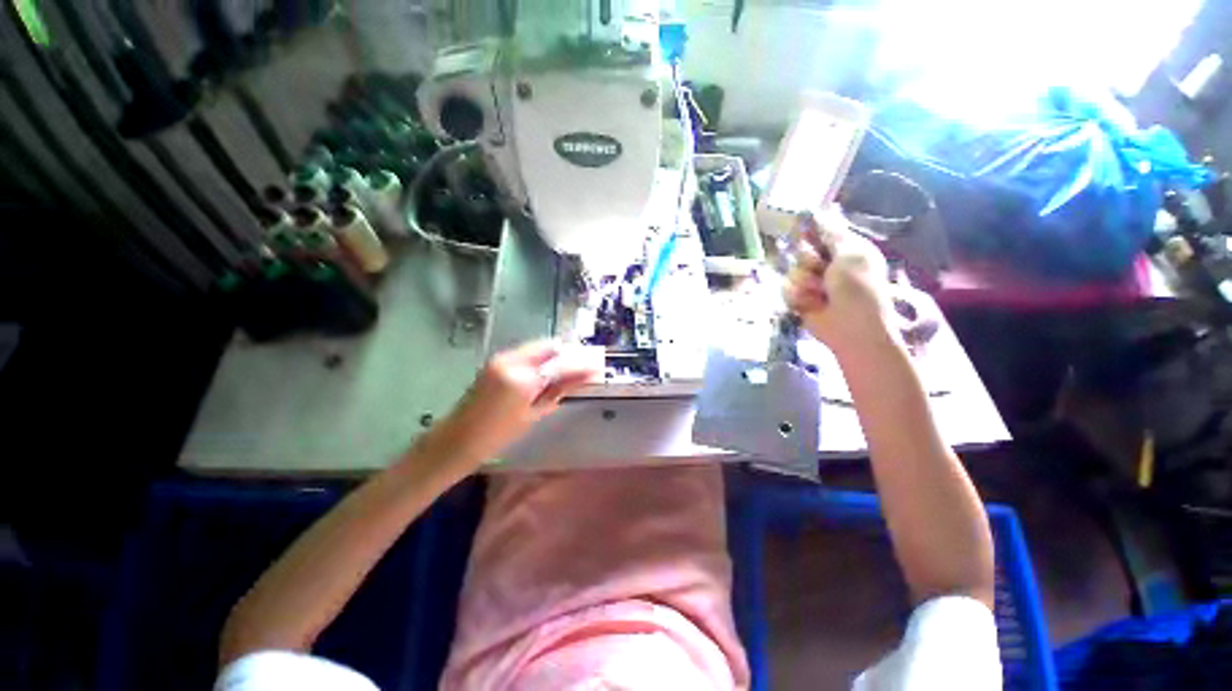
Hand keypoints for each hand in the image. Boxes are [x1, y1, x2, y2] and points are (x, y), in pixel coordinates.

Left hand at [425, 340, 602, 466]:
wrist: (457, 439)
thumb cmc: (498, 435)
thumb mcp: (534, 414)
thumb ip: (560, 390)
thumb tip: (585, 377)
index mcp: (522, 379)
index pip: (560, 365)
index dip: (581, 365)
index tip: (598, 367)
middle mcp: (511, 360)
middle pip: (549, 347)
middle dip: (568, 354)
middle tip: (583, 366)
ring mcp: (501, 357)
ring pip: (538, 348)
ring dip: (554, 356)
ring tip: (567, 370)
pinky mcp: (496, 360)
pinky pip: (526, 353)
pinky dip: (540, 359)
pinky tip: (546, 372)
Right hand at [784, 209, 895, 354]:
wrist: (850, 327)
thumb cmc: (858, 288)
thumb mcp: (850, 254)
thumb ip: (832, 233)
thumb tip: (821, 210)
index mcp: (846, 248)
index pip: (820, 231)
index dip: (810, 229)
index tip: (800, 226)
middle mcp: (827, 263)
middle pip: (800, 250)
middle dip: (808, 260)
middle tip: (822, 270)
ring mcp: (812, 282)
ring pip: (792, 271)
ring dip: (804, 282)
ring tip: (819, 293)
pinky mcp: (800, 298)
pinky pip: (786, 289)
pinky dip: (797, 296)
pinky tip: (811, 304)